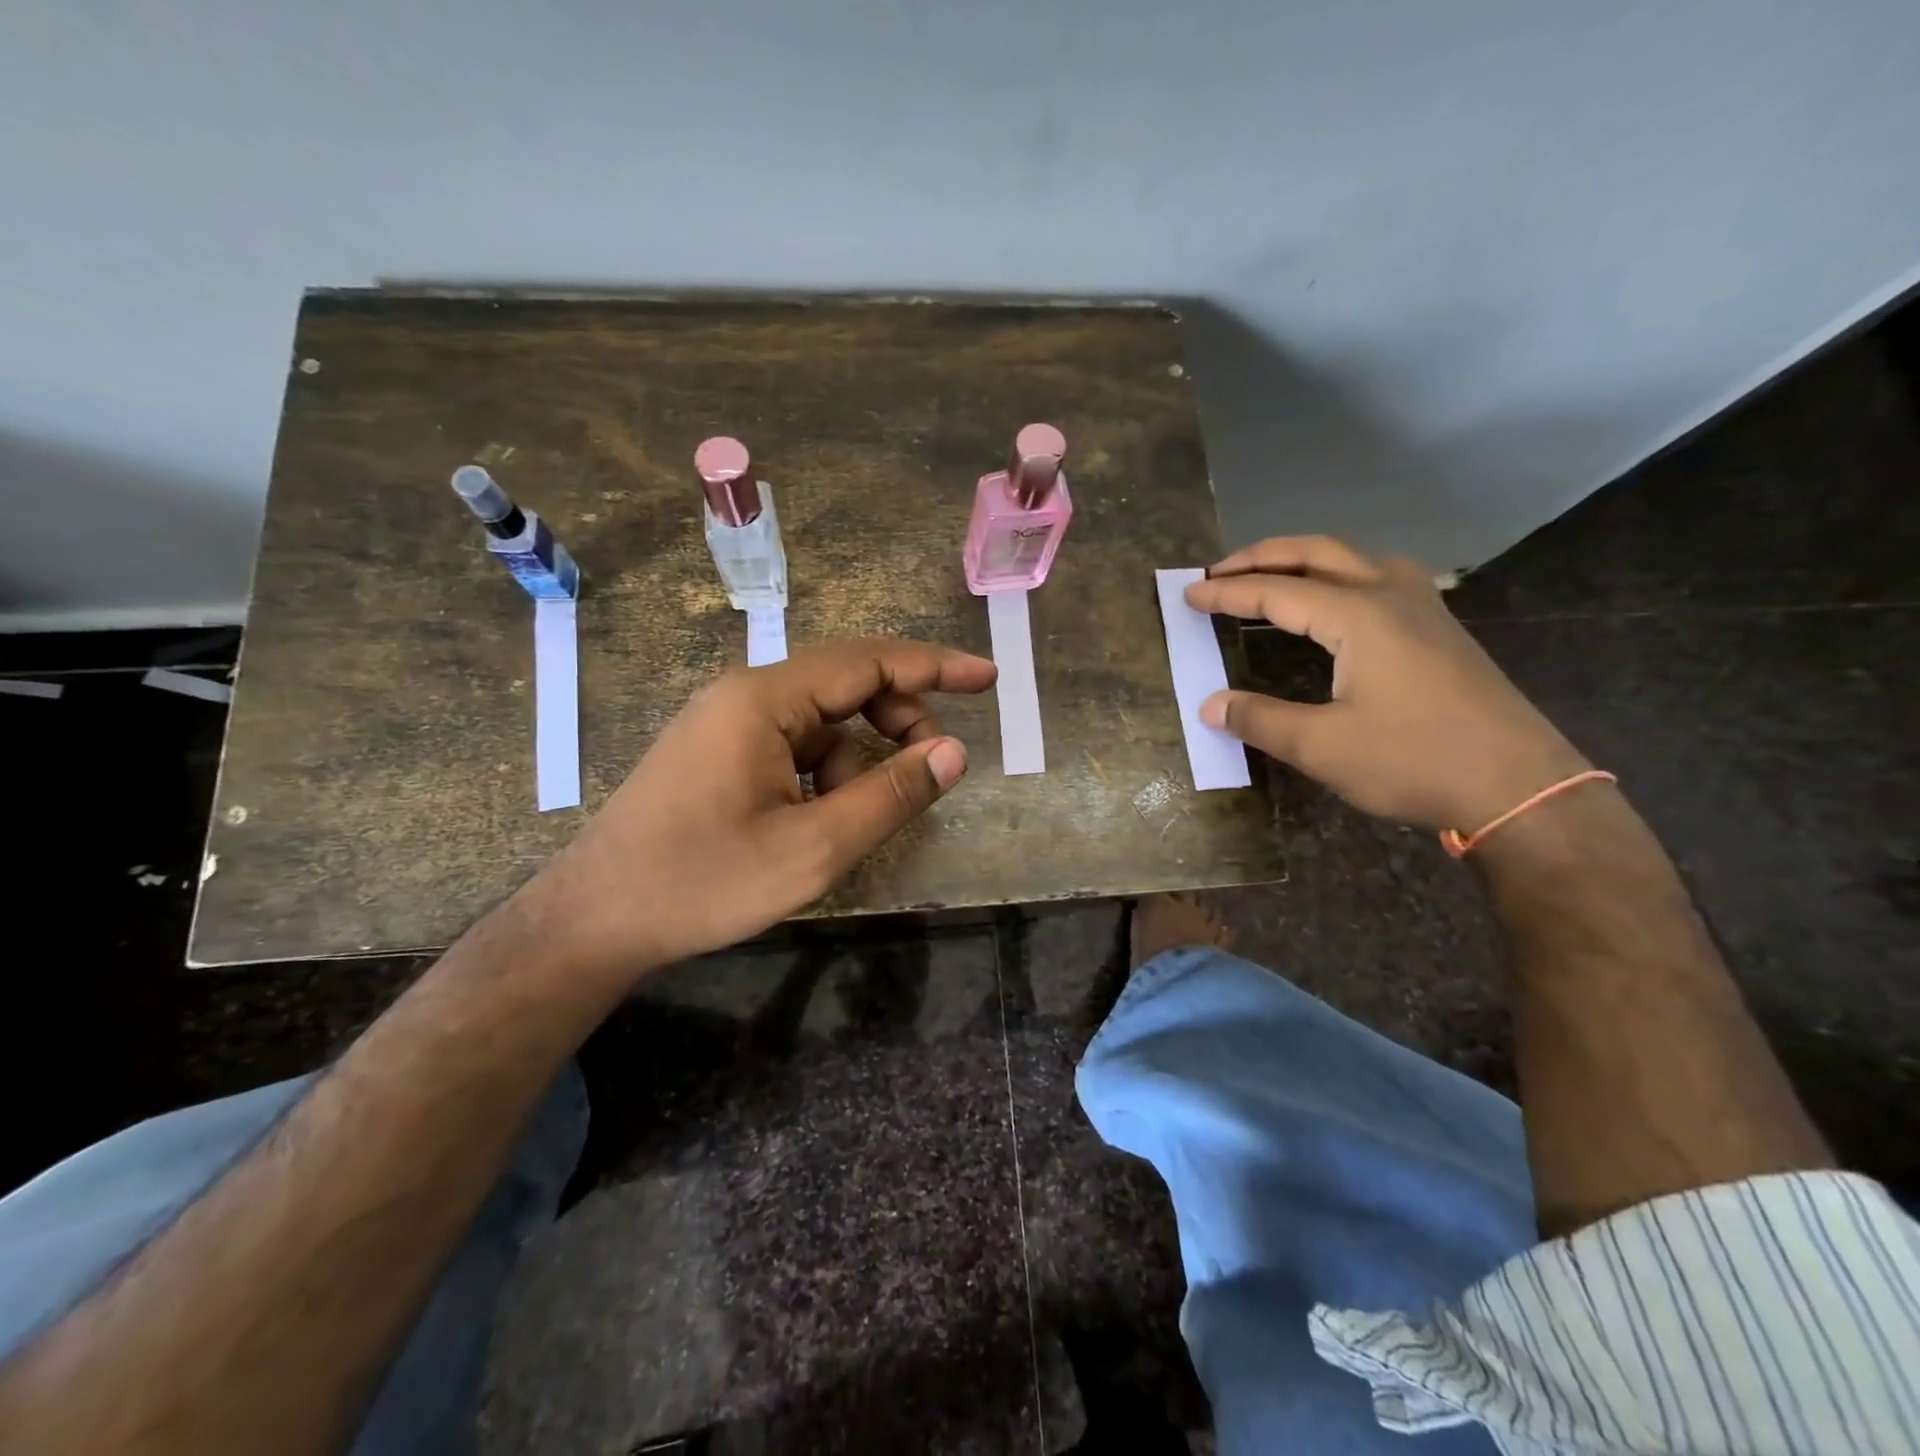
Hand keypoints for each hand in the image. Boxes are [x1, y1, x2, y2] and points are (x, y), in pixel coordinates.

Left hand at [522, 638, 996, 981]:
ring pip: (822, 723)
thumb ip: (890, 797)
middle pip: (847, 686)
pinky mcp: (719, 754)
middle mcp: (745, 695)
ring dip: (859, 760)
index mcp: (764, 699)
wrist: (594, 921)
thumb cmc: (702, 882)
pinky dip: (825, 775)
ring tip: (857, 820)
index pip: (868, 661)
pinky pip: (794, 747)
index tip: (987, 678)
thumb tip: (954, 753)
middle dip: (899, 722)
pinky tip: (819, 823)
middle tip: (933, 772)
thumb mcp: (812, 849)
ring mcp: (727, 724)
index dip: (934, 667)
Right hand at [1184, 536, 1588, 831]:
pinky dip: (1341, 573)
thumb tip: (1210, 705)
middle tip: (1218, 571)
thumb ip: (1261, 720)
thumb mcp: (1324, 747)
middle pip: (1317, 553)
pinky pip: (1380, 577)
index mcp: (1358, 616)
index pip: (1277, 591)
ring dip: (1305, 558)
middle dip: (1262, 556)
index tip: (1188, 596)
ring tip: (1271, 575)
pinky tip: (1338, 599)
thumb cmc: (1414, 761)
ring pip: (1355, 557)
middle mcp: (1390, 596)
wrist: (1520, 786)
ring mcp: (1423, 608)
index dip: (1228, 593)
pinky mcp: (1440, 629)